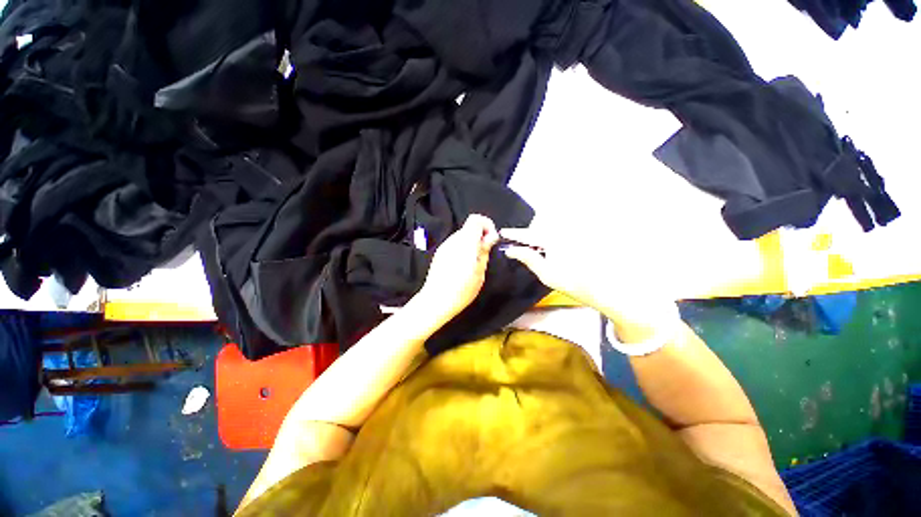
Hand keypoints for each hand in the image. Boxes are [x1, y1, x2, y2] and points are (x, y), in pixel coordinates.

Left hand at [416, 214, 498, 320]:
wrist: (435, 301)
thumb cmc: (461, 290)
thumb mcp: (479, 272)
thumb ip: (484, 251)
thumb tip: (490, 236)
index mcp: (465, 243)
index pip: (476, 219)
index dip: (487, 225)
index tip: (491, 240)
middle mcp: (453, 240)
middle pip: (469, 227)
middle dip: (480, 236)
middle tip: (485, 254)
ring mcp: (444, 246)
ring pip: (462, 236)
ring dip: (472, 243)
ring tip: (474, 263)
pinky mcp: (440, 253)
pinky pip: (455, 244)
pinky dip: (463, 249)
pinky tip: (463, 266)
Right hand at [500, 227, 679, 343]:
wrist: (608, 288)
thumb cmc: (574, 284)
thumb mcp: (546, 274)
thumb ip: (528, 258)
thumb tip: (510, 249)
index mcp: (553, 239)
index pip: (528, 233)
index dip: (515, 233)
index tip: (504, 231)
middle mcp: (564, 230)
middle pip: (541, 226)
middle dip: (532, 234)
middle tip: (527, 246)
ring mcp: (575, 232)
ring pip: (553, 228)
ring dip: (544, 236)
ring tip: (543, 250)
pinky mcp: (584, 235)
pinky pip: (564, 232)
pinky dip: (557, 238)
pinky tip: (560, 251)